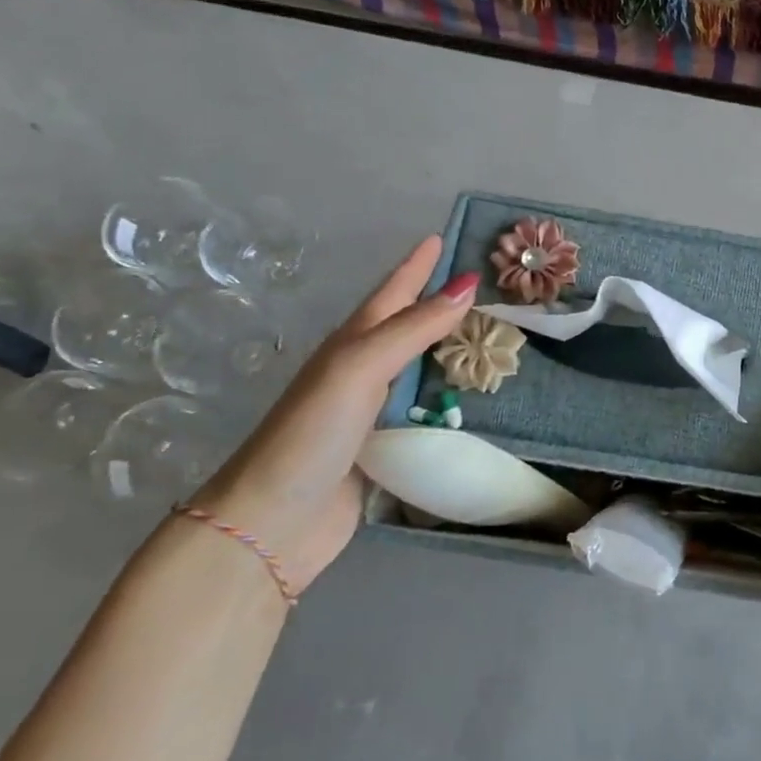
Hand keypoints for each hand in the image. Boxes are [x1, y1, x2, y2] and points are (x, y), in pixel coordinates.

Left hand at [186, 236, 476, 591]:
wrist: (272, 523)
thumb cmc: (311, 435)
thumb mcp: (359, 368)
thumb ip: (412, 329)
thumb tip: (466, 286)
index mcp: (351, 346)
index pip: (391, 295)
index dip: (415, 267)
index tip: (441, 238)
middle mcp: (360, 373)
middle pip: (406, 328)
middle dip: (437, 304)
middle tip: (480, 288)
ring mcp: (370, 413)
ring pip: (418, 369)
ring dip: (449, 352)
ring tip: (487, 338)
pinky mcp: (384, 449)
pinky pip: (425, 411)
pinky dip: (449, 399)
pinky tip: (472, 399)